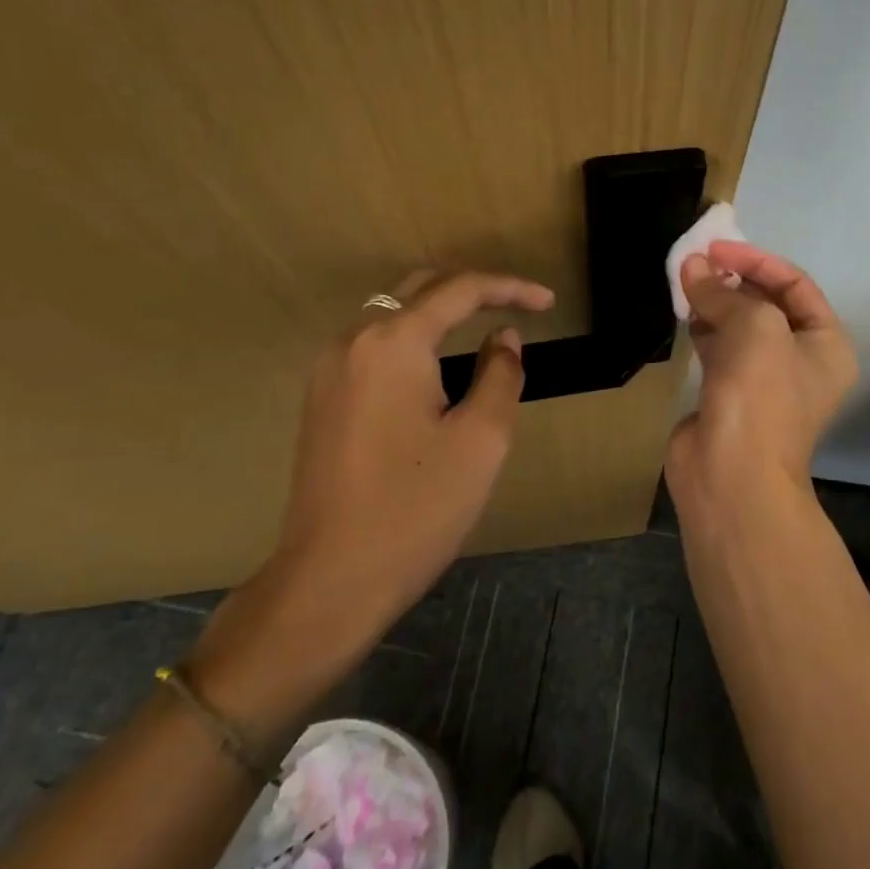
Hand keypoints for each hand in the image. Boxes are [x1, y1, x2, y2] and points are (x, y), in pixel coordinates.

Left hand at [193, 269, 551, 724]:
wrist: (330, 580)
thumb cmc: (416, 509)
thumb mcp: (481, 440)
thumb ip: (501, 375)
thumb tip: (503, 338)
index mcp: (393, 343)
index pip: (459, 290)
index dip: (509, 288)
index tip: (548, 302)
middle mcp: (353, 340)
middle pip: (420, 288)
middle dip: (472, 290)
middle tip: (518, 305)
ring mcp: (329, 368)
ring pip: (392, 312)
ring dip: (440, 311)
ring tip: (483, 325)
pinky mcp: (321, 396)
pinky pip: (374, 343)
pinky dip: (412, 336)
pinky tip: (436, 361)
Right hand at [666, 241, 856, 503]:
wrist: (732, 476)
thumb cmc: (761, 395)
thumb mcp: (754, 327)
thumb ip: (722, 292)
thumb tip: (691, 266)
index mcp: (826, 343)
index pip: (795, 284)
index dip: (756, 261)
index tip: (716, 249)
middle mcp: (800, 359)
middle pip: (767, 303)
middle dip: (733, 280)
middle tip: (697, 262)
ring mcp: (764, 379)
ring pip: (739, 326)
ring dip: (715, 301)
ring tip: (685, 280)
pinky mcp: (729, 394)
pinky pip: (719, 348)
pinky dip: (703, 327)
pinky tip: (684, 312)